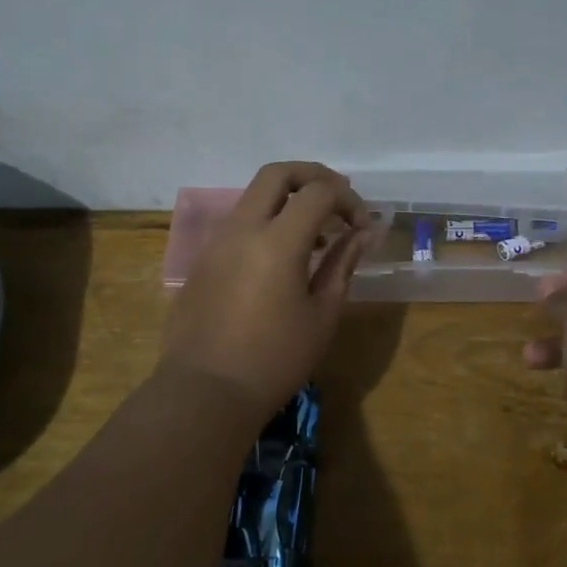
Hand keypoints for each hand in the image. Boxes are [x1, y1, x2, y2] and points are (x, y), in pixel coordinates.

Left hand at [159, 162, 370, 416]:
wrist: (205, 392)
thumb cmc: (274, 359)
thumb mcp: (322, 314)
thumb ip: (343, 264)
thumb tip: (362, 233)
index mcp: (277, 241)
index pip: (318, 192)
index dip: (347, 199)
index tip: (361, 225)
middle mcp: (243, 228)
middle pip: (278, 173)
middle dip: (314, 176)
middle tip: (338, 200)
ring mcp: (217, 242)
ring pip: (255, 196)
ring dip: (288, 199)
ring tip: (315, 236)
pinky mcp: (203, 260)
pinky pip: (239, 223)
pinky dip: (267, 222)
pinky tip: (282, 259)